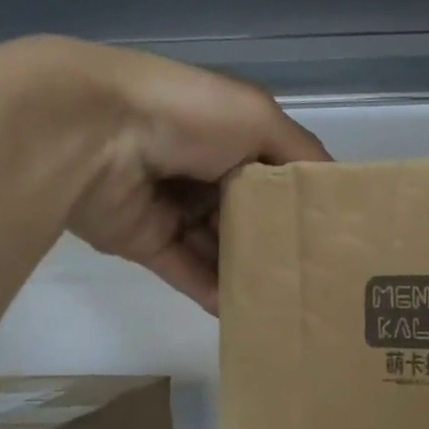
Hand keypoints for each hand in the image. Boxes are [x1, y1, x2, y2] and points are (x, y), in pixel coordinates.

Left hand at [7, 37, 329, 310]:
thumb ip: (301, 156)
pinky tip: (249, 312)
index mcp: (229, 133)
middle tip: (319, 278)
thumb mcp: (260, 119)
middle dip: (280, 242)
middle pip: (251, 214)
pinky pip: (189, 272)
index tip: (336, 234)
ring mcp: (174, 207)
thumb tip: (336, 191)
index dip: (303, 200)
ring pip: (222, 247)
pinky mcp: (147, 241)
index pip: (276, 172)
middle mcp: (204, 169)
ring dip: (251, 271)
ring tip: (292, 301)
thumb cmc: (188, 116)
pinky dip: (216, 292)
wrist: (92, 132)